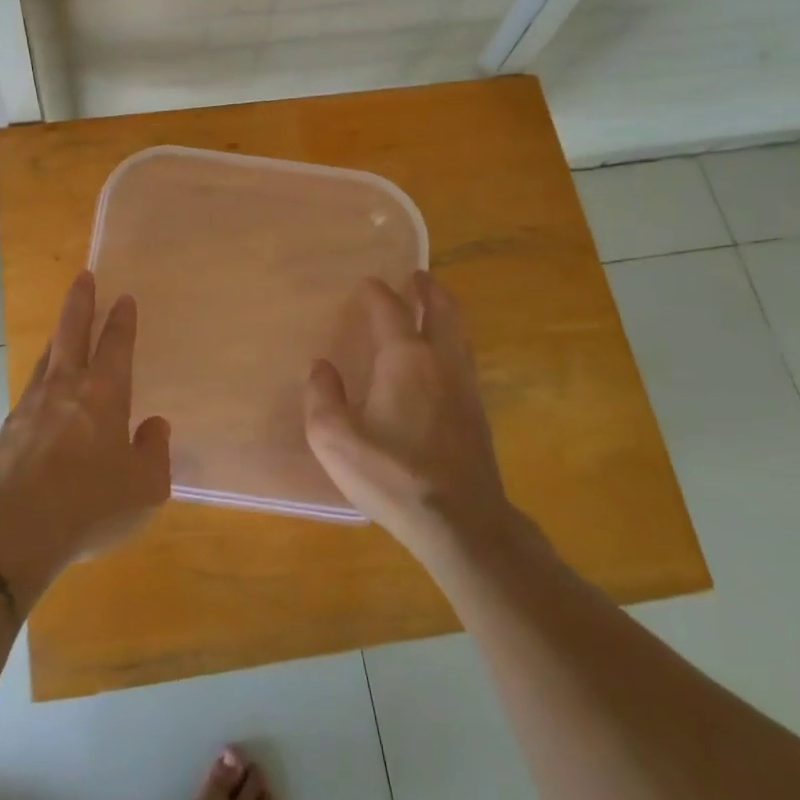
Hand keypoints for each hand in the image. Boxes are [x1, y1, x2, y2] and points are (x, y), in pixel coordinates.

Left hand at [0, 271, 170, 578]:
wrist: (15, 529)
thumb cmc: (90, 504)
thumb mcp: (145, 487)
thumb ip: (155, 452)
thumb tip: (155, 426)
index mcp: (104, 394)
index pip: (116, 345)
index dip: (122, 320)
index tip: (123, 298)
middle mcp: (67, 387)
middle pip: (72, 331)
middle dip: (80, 301)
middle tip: (84, 277)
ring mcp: (32, 404)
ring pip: (48, 356)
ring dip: (58, 336)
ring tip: (63, 328)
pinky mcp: (10, 427)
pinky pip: (31, 389)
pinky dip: (42, 378)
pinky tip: (43, 390)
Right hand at [304, 272, 514, 564]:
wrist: (461, 523)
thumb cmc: (392, 475)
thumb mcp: (334, 439)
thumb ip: (322, 397)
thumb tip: (322, 368)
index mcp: (405, 359)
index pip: (391, 309)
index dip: (376, 292)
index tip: (366, 283)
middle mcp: (440, 361)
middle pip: (441, 310)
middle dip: (428, 289)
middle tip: (417, 277)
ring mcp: (465, 386)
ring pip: (459, 333)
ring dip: (445, 312)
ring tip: (431, 307)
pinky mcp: (477, 413)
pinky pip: (464, 358)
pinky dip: (452, 341)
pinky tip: (441, 359)